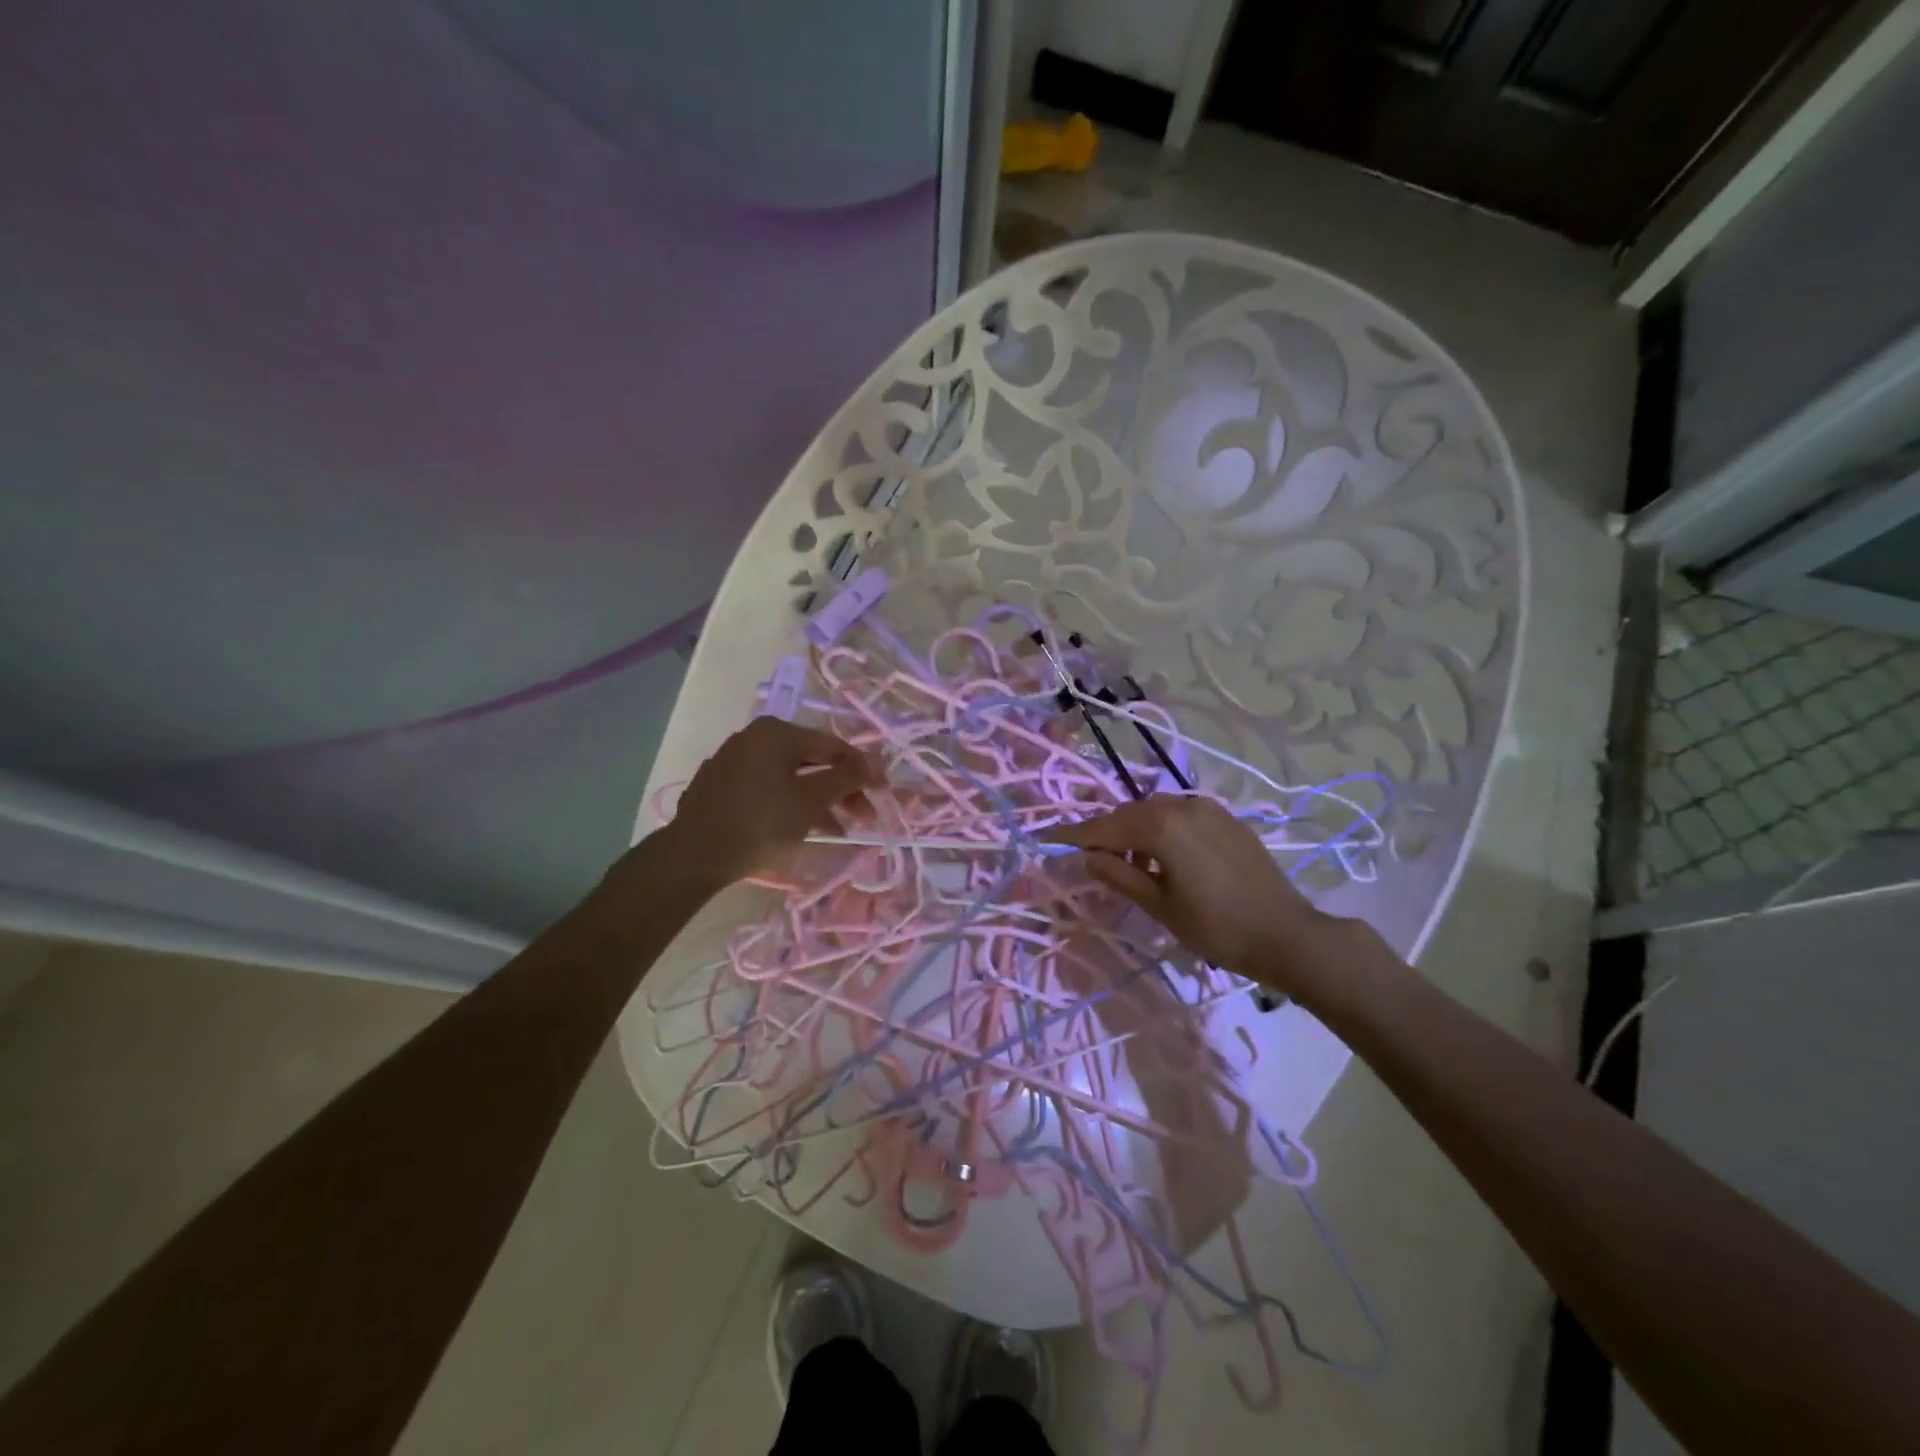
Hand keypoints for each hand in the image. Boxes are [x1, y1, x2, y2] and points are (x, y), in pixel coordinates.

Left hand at [659, 717, 878, 887]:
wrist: (695, 854)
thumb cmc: (762, 822)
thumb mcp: (811, 800)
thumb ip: (846, 777)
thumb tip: (872, 763)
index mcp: (776, 732)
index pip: (833, 745)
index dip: (863, 769)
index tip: (884, 791)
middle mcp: (753, 737)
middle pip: (811, 761)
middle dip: (840, 790)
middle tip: (863, 816)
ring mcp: (732, 761)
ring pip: (789, 778)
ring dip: (818, 801)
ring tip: (838, 830)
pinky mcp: (719, 787)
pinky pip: (766, 789)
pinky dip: (789, 804)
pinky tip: (802, 829)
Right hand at [1045, 794, 1346, 992]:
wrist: (1288, 934)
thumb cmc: (1217, 927)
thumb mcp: (1160, 906)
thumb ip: (1119, 876)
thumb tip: (1088, 857)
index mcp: (1161, 826)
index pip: (1104, 828)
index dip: (1074, 835)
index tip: (1047, 839)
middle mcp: (1181, 806)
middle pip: (1129, 814)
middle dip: (1106, 833)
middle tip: (1091, 859)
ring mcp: (1208, 809)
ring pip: (1155, 811)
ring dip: (1136, 831)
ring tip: (1131, 865)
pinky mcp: (1226, 819)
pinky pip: (1180, 815)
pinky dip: (1163, 830)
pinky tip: (1166, 858)